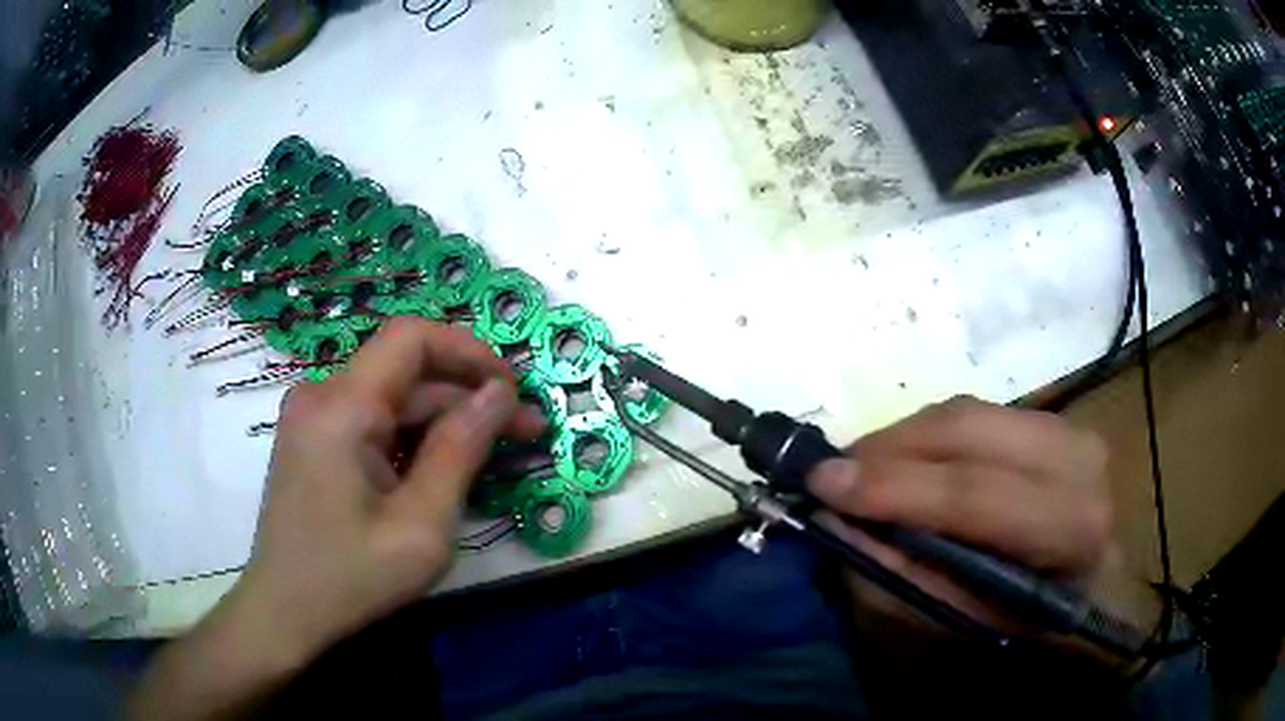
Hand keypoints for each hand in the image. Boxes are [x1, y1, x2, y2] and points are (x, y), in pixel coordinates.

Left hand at [238, 318, 543, 663]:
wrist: (285, 614)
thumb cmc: (351, 578)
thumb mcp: (420, 527)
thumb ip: (461, 452)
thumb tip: (500, 393)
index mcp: (341, 407)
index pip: (411, 338)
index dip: (469, 351)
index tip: (513, 389)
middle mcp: (322, 395)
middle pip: (406, 373)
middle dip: (468, 396)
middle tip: (526, 432)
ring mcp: (313, 417)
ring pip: (392, 399)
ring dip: (444, 420)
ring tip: (493, 455)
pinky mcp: (313, 440)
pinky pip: (372, 421)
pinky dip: (413, 438)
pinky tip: (442, 470)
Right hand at [807, 395, 1111, 632]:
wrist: (1097, 592)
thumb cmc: (1036, 627)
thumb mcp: (965, 627)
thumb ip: (903, 578)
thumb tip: (839, 525)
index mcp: (1070, 525)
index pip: (973, 493)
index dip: (893, 487)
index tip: (822, 485)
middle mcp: (1077, 459)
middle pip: (967, 430)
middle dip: (888, 448)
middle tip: (832, 473)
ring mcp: (1068, 428)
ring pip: (967, 412)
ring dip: (903, 438)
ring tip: (861, 468)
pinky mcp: (1052, 418)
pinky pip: (976, 412)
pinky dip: (929, 434)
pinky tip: (905, 460)